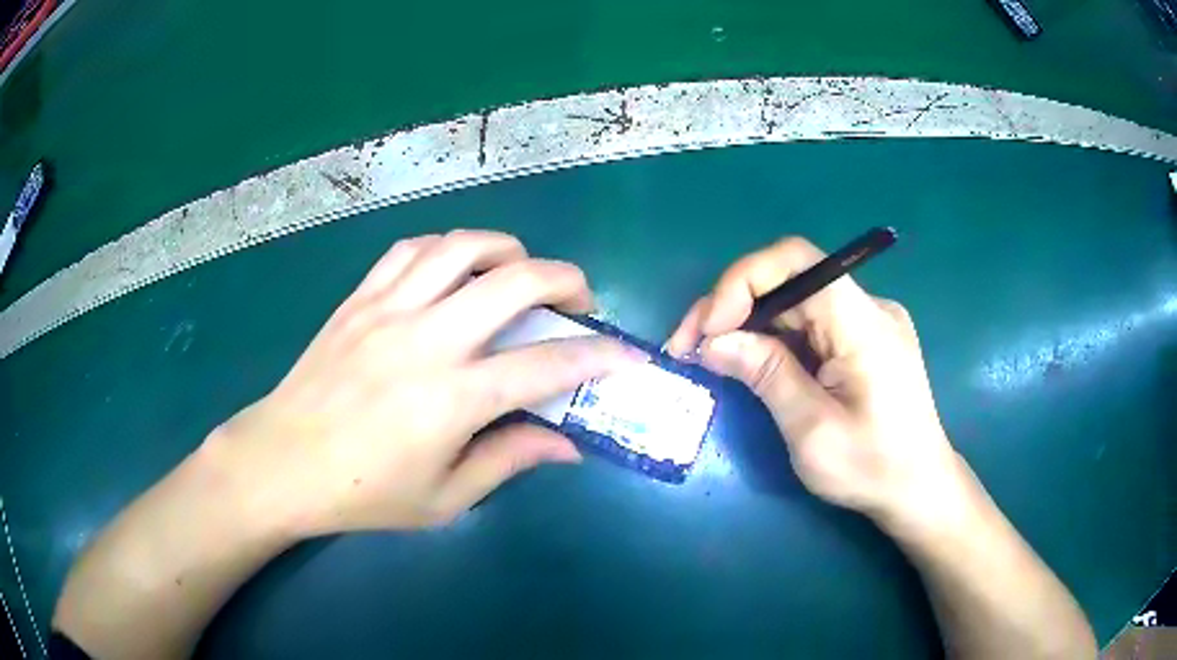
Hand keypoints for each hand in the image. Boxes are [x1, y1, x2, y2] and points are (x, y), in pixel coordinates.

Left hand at [205, 230, 640, 536]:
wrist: (281, 461)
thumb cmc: (363, 493)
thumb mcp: (444, 499)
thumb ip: (509, 461)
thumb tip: (567, 444)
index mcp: (451, 399)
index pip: (546, 366)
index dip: (600, 357)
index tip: (629, 355)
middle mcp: (426, 341)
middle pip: (514, 281)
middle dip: (566, 279)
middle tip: (579, 298)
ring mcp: (388, 310)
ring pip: (462, 247)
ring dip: (507, 249)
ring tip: (520, 271)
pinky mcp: (359, 298)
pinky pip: (410, 250)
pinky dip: (446, 247)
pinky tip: (455, 266)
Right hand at [667, 237, 965, 528]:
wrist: (919, 488)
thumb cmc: (871, 468)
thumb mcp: (812, 431)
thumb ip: (765, 374)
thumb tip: (711, 341)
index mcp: (864, 323)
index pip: (797, 261)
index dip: (742, 280)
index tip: (706, 329)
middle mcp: (869, 307)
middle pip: (790, 278)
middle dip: (733, 305)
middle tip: (689, 346)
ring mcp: (869, 320)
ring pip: (796, 299)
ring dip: (748, 321)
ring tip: (709, 354)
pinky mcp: (864, 338)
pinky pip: (810, 321)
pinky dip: (773, 335)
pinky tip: (750, 360)